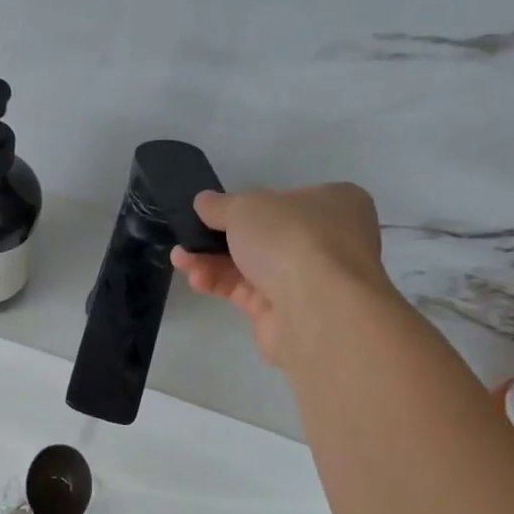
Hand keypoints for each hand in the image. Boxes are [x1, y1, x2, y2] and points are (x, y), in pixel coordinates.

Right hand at [172, 183, 389, 367]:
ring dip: (212, 261)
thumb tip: (204, 202)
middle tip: (187, 239)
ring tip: (180, 260)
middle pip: (263, 236)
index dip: (246, 206)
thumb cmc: (290, 238)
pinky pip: (248, 292)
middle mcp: (328, 240)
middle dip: (219, 238)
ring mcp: (310, 279)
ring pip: (252, 265)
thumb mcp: (246, 206)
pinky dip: (221, 284)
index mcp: (333, 203)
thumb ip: (220, 205)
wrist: (317, 308)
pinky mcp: (289, 312)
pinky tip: (197, 280)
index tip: (213, 213)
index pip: (284, 201)